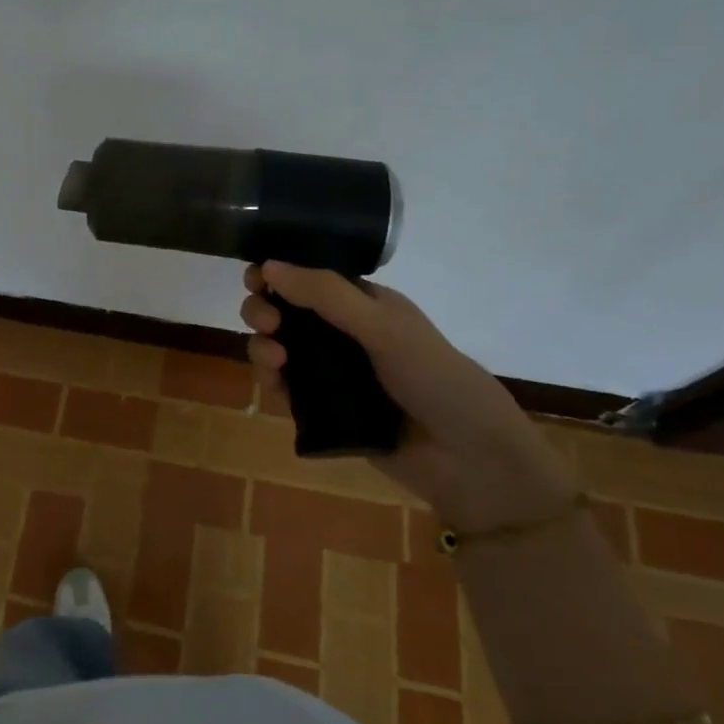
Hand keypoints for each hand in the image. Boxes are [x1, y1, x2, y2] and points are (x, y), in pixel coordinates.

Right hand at [240, 262, 577, 529]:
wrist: (468, 459)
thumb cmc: (434, 377)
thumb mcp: (382, 326)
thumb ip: (326, 294)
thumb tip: (268, 265)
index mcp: (363, 304)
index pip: (309, 278)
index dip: (277, 274)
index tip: (255, 279)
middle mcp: (343, 334)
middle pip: (285, 312)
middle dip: (265, 310)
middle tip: (267, 322)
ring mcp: (331, 373)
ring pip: (278, 349)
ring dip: (263, 346)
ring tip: (274, 359)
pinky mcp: (322, 410)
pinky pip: (284, 389)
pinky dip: (271, 381)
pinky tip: (275, 382)